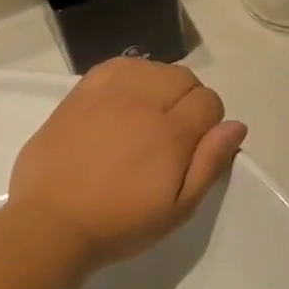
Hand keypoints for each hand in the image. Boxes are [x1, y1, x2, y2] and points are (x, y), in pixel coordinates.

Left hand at [8, 59, 247, 267]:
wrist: (52, 224)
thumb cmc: (120, 224)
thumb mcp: (178, 209)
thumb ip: (210, 164)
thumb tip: (236, 126)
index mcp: (171, 133)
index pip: (209, 101)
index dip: (210, 122)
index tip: (196, 146)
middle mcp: (143, 103)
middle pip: (184, 77)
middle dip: (189, 100)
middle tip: (173, 133)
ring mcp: (108, 94)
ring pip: (152, 67)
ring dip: (159, 84)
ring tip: (148, 114)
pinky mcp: (80, 94)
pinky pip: (116, 65)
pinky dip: (130, 74)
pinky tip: (124, 98)